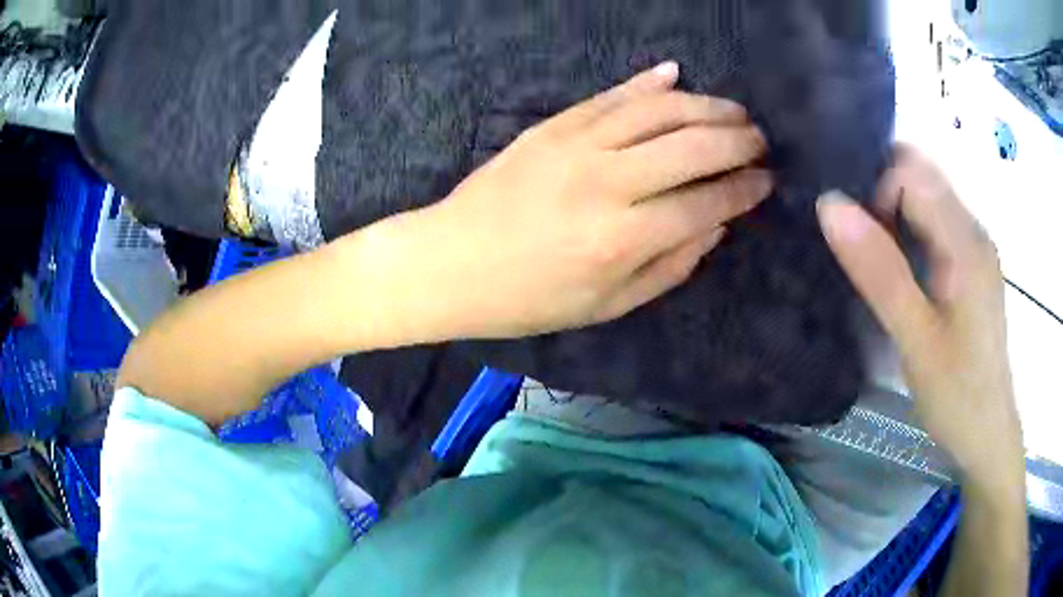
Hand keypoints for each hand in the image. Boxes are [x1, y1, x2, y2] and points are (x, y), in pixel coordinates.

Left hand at [384, 61, 770, 338]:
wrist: (450, 263)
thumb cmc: (529, 298)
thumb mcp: (607, 305)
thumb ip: (671, 267)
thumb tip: (716, 226)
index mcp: (624, 238)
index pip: (708, 201)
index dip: (745, 189)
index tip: (766, 182)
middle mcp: (609, 182)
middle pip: (695, 145)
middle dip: (739, 140)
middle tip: (761, 142)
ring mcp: (578, 144)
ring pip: (660, 109)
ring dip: (707, 106)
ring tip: (735, 112)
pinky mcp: (553, 125)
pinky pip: (612, 95)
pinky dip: (649, 83)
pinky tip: (677, 76)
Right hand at [816, 146, 1023, 490]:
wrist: (987, 436)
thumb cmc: (956, 395)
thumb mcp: (915, 338)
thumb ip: (879, 271)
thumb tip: (829, 205)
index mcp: (965, 240)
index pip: (911, 171)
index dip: (876, 189)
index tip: (857, 238)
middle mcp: (973, 230)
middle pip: (921, 177)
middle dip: (881, 194)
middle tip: (858, 246)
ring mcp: (974, 247)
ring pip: (927, 199)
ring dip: (893, 214)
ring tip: (873, 260)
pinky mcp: (971, 266)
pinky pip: (935, 224)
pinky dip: (908, 231)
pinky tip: (899, 271)